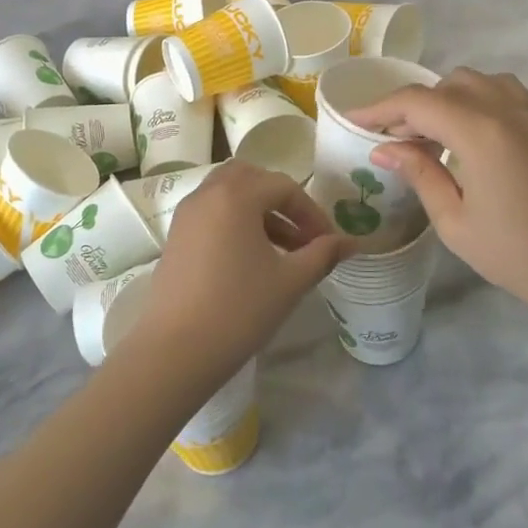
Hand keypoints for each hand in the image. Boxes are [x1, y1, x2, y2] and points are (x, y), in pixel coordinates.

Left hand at [128, 163, 354, 391]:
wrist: (176, 350)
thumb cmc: (239, 310)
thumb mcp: (290, 281)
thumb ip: (322, 254)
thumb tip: (351, 242)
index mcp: (236, 195)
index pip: (284, 186)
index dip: (312, 212)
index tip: (328, 242)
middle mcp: (207, 194)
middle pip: (251, 178)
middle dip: (281, 200)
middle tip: (302, 233)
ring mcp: (186, 214)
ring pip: (228, 193)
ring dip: (258, 209)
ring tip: (282, 248)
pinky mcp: (176, 236)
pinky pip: (211, 211)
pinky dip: (235, 220)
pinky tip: (251, 258)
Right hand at [347, 69, 527, 345]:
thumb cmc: (517, 255)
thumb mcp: (455, 223)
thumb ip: (419, 174)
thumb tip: (383, 148)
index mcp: (480, 134)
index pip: (418, 102)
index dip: (380, 108)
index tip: (353, 122)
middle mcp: (505, 111)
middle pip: (445, 85)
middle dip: (410, 105)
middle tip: (391, 139)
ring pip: (475, 81)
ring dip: (444, 97)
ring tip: (428, 133)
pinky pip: (501, 91)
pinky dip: (474, 98)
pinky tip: (465, 131)